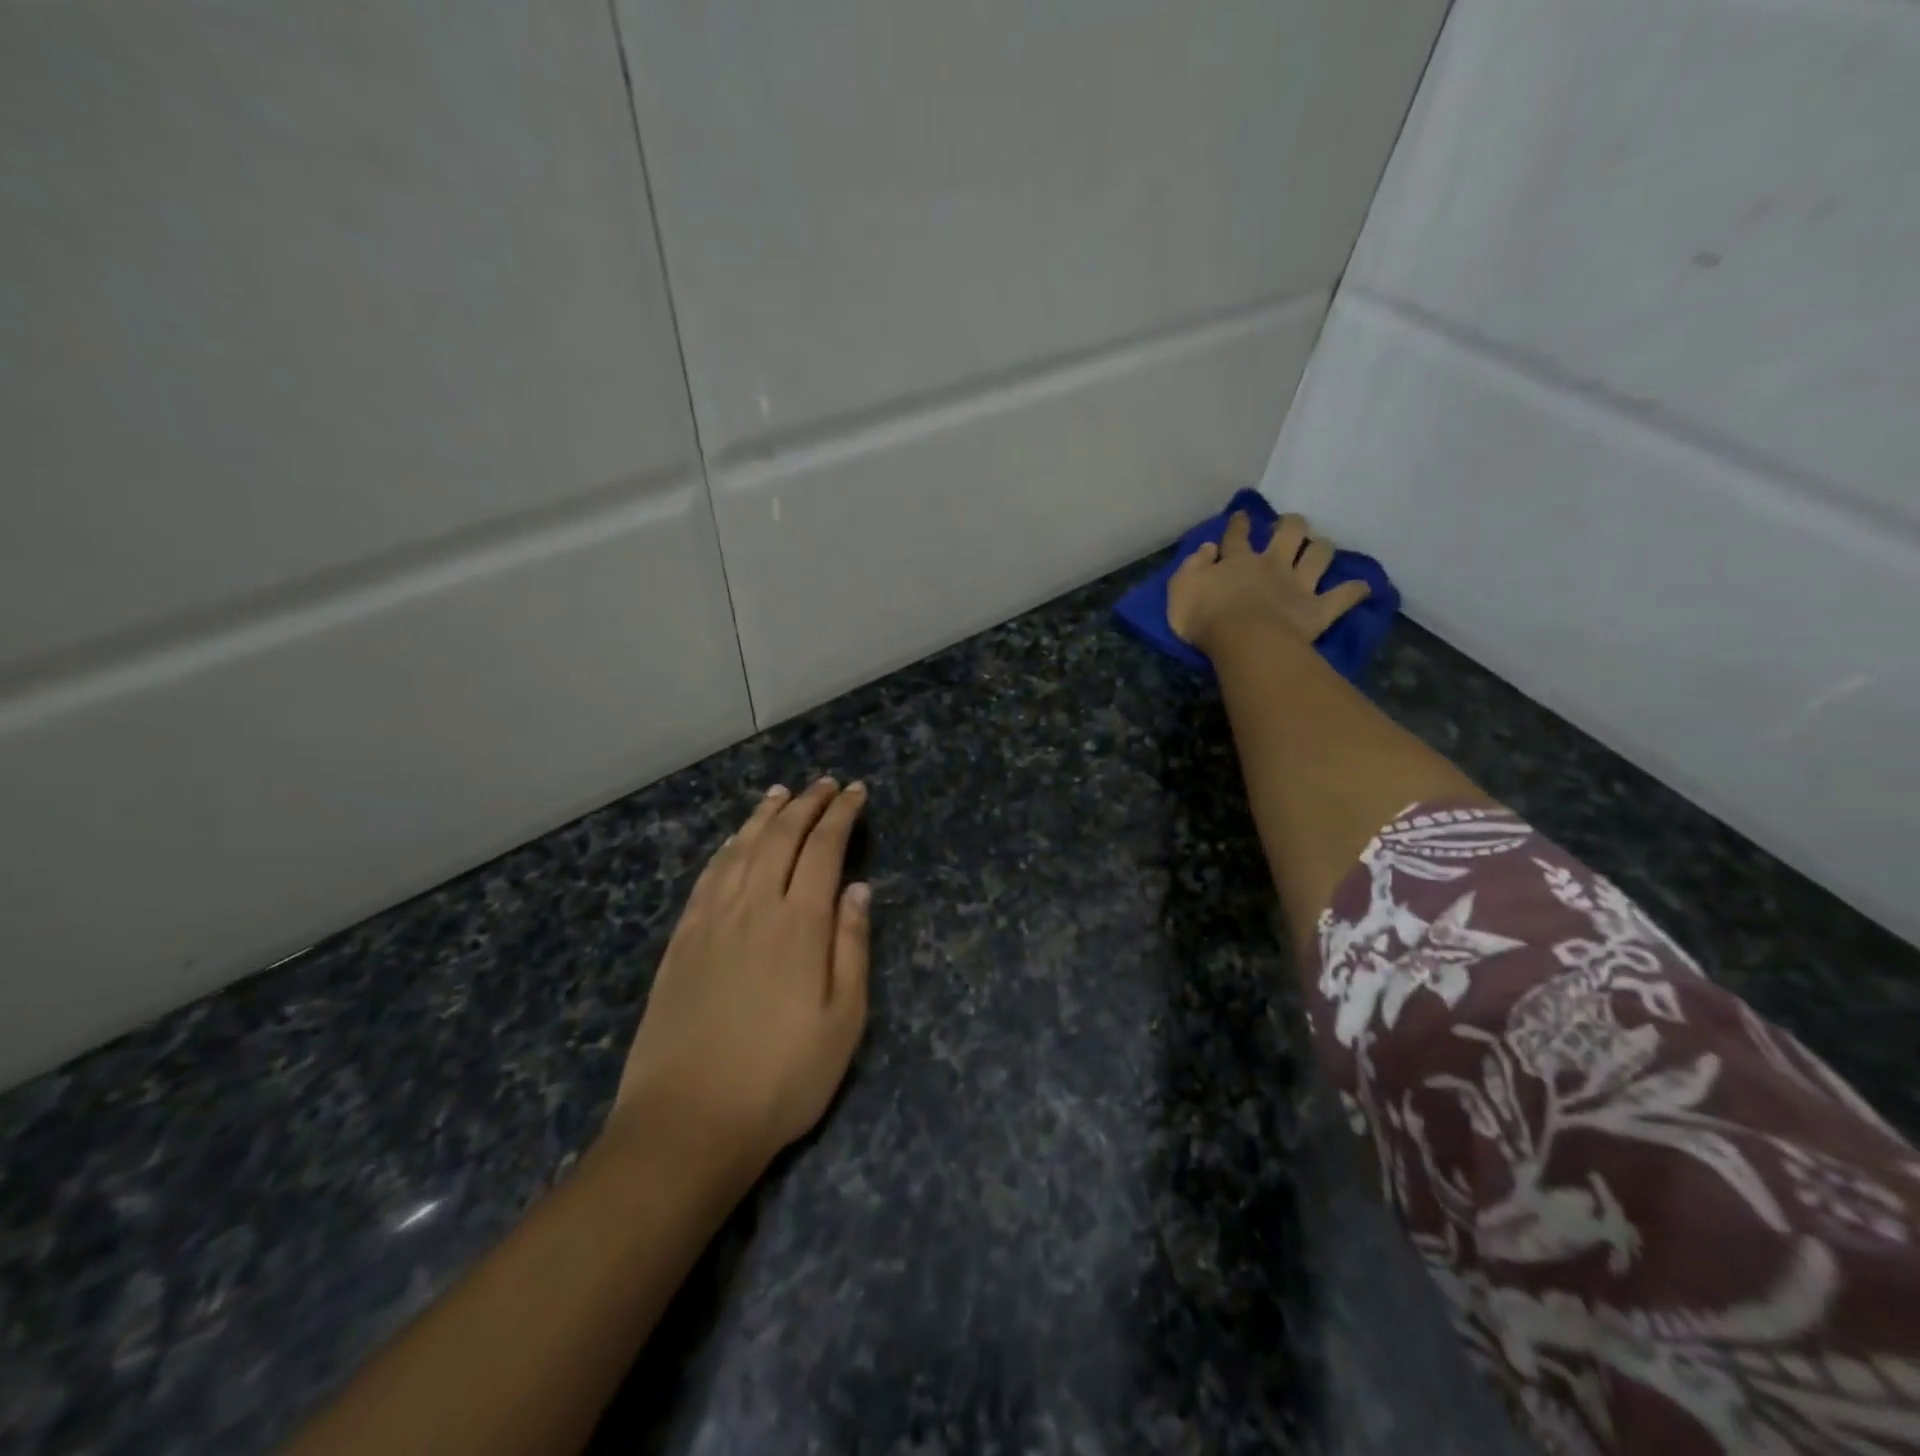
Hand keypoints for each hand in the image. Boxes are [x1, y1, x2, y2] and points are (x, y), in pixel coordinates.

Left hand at [608, 778, 870, 1176]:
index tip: (855, 791)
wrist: (686, 1123)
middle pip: (781, 837)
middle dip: (807, 804)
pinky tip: (735, 840)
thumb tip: (858, 888)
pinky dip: (728, 847)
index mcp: (799, 924)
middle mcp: (754, 906)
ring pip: (742, 848)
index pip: (824, 848)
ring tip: (782, 793)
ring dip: (765, 815)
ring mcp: (711, 920)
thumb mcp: (844, 1022)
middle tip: (825, 783)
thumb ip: (852, 947)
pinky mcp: (681, 940)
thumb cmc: (781, 1079)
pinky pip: (708, 875)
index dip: (841, 814)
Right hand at [1167, 510, 1371, 655]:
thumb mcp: (1180, 590)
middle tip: (1290, 524)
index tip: (1243, 515)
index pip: (1237, 534)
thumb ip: (1192, 567)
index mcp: (1238, 560)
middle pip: (1289, 532)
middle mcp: (1272, 564)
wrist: (1244, 641)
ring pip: (1318, 555)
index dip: (1240, 523)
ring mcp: (1299, 585)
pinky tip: (1364, 587)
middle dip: (1291, 524)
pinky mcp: (1318, 609)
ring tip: (1321, 547)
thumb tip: (1208, 549)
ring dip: (1322, 548)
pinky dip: (1355, 591)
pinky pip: (1344, 596)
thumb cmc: (1205, 618)